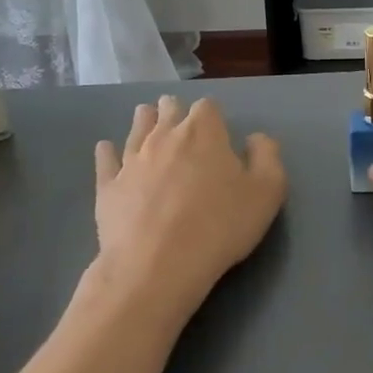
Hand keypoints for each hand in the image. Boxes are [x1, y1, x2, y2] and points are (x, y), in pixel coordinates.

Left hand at [88, 95, 286, 328]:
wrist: (157, 265)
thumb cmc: (220, 226)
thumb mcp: (267, 192)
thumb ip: (267, 157)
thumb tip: (256, 139)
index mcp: (204, 132)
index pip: (208, 107)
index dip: (213, 116)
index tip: (218, 132)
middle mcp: (165, 136)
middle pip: (168, 109)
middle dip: (176, 112)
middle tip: (182, 124)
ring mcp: (132, 159)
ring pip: (137, 127)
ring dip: (145, 122)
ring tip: (148, 122)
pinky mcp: (108, 185)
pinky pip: (106, 159)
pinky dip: (108, 152)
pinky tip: (107, 149)